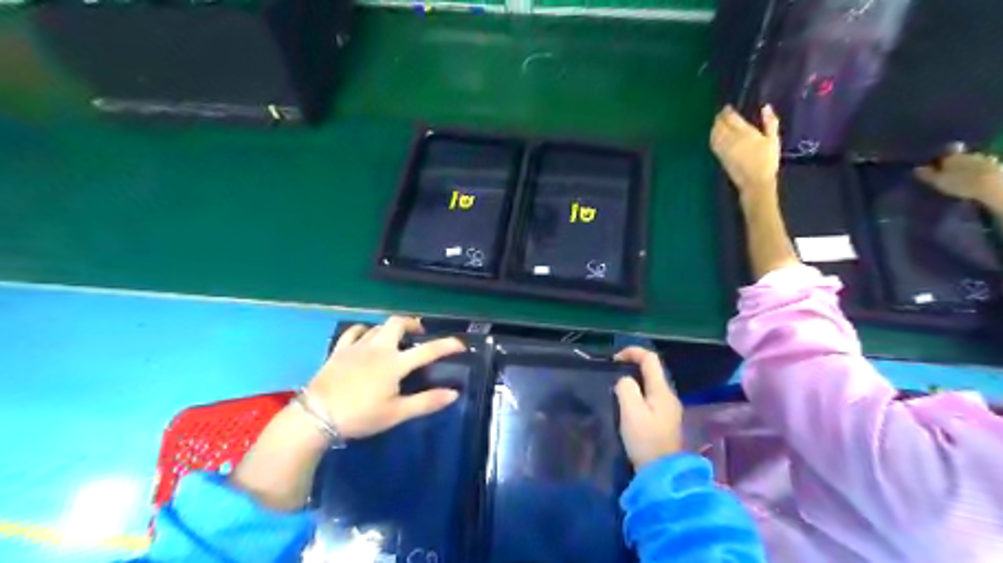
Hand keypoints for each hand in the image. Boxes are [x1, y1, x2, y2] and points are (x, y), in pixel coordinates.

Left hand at [307, 317, 462, 438]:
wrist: (316, 416)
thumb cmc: (360, 416)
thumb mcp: (396, 413)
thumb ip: (426, 402)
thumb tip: (454, 393)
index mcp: (395, 363)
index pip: (428, 350)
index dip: (447, 345)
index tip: (460, 344)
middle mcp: (378, 348)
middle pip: (398, 323)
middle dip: (412, 324)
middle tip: (420, 333)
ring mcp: (356, 347)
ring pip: (377, 326)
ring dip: (390, 328)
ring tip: (395, 338)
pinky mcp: (339, 350)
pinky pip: (353, 331)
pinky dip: (363, 330)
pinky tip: (365, 336)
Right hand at [616, 348, 685, 471]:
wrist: (662, 474)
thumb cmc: (645, 440)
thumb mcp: (631, 411)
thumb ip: (626, 388)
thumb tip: (624, 381)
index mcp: (662, 390)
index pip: (650, 359)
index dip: (632, 352)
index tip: (613, 359)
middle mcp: (669, 396)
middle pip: (652, 371)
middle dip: (632, 366)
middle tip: (612, 374)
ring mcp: (669, 410)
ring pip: (650, 385)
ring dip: (634, 381)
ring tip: (615, 388)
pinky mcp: (664, 422)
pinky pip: (650, 398)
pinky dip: (637, 394)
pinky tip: (626, 405)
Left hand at [714, 104, 782, 198]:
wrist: (755, 182)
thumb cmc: (767, 160)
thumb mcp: (773, 140)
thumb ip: (770, 122)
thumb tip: (766, 107)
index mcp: (745, 132)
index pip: (731, 117)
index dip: (727, 111)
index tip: (728, 107)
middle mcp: (731, 139)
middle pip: (720, 124)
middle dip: (720, 117)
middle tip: (723, 113)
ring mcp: (723, 148)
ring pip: (714, 133)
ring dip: (714, 126)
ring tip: (719, 122)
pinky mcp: (720, 157)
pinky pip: (712, 143)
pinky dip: (712, 136)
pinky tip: (715, 134)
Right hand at [916, 150, 1002, 208]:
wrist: (991, 185)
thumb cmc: (960, 182)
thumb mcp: (938, 181)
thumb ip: (927, 174)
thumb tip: (916, 168)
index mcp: (953, 155)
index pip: (948, 148)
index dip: (943, 152)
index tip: (938, 158)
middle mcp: (968, 153)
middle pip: (960, 154)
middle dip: (955, 160)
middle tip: (948, 170)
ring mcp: (983, 158)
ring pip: (972, 159)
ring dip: (967, 165)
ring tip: (962, 175)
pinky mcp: (994, 166)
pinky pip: (984, 165)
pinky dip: (979, 170)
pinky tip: (975, 177)